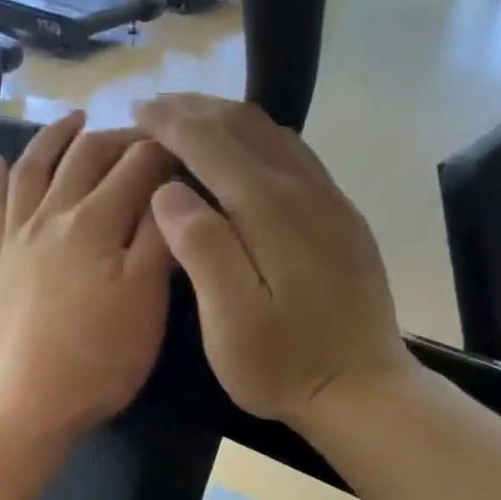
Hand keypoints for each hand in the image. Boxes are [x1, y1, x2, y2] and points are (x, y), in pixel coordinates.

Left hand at [0, 111, 173, 442]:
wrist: (31, 402)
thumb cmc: (100, 359)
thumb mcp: (146, 300)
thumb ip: (159, 237)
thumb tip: (171, 187)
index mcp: (96, 223)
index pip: (137, 166)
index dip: (167, 152)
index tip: (189, 151)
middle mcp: (52, 215)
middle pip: (87, 156)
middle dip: (121, 138)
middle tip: (147, 137)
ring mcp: (18, 237)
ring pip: (34, 167)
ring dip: (56, 137)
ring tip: (75, 120)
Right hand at [135, 94, 416, 426]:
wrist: (362, 391)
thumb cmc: (284, 365)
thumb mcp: (230, 319)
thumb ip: (202, 249)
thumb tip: (168, 191)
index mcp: (271, 212)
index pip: (214, 145)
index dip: (173, 124)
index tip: (138, 111)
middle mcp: (305, 192)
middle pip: (247, 128)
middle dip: (198, 111)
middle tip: (156, 108)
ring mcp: (330, 203)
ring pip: (276, 136)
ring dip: (229, 119)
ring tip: (192, 119)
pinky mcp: (342, 220)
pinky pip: (297, 157)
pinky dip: (260, 140)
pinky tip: (246, 152)